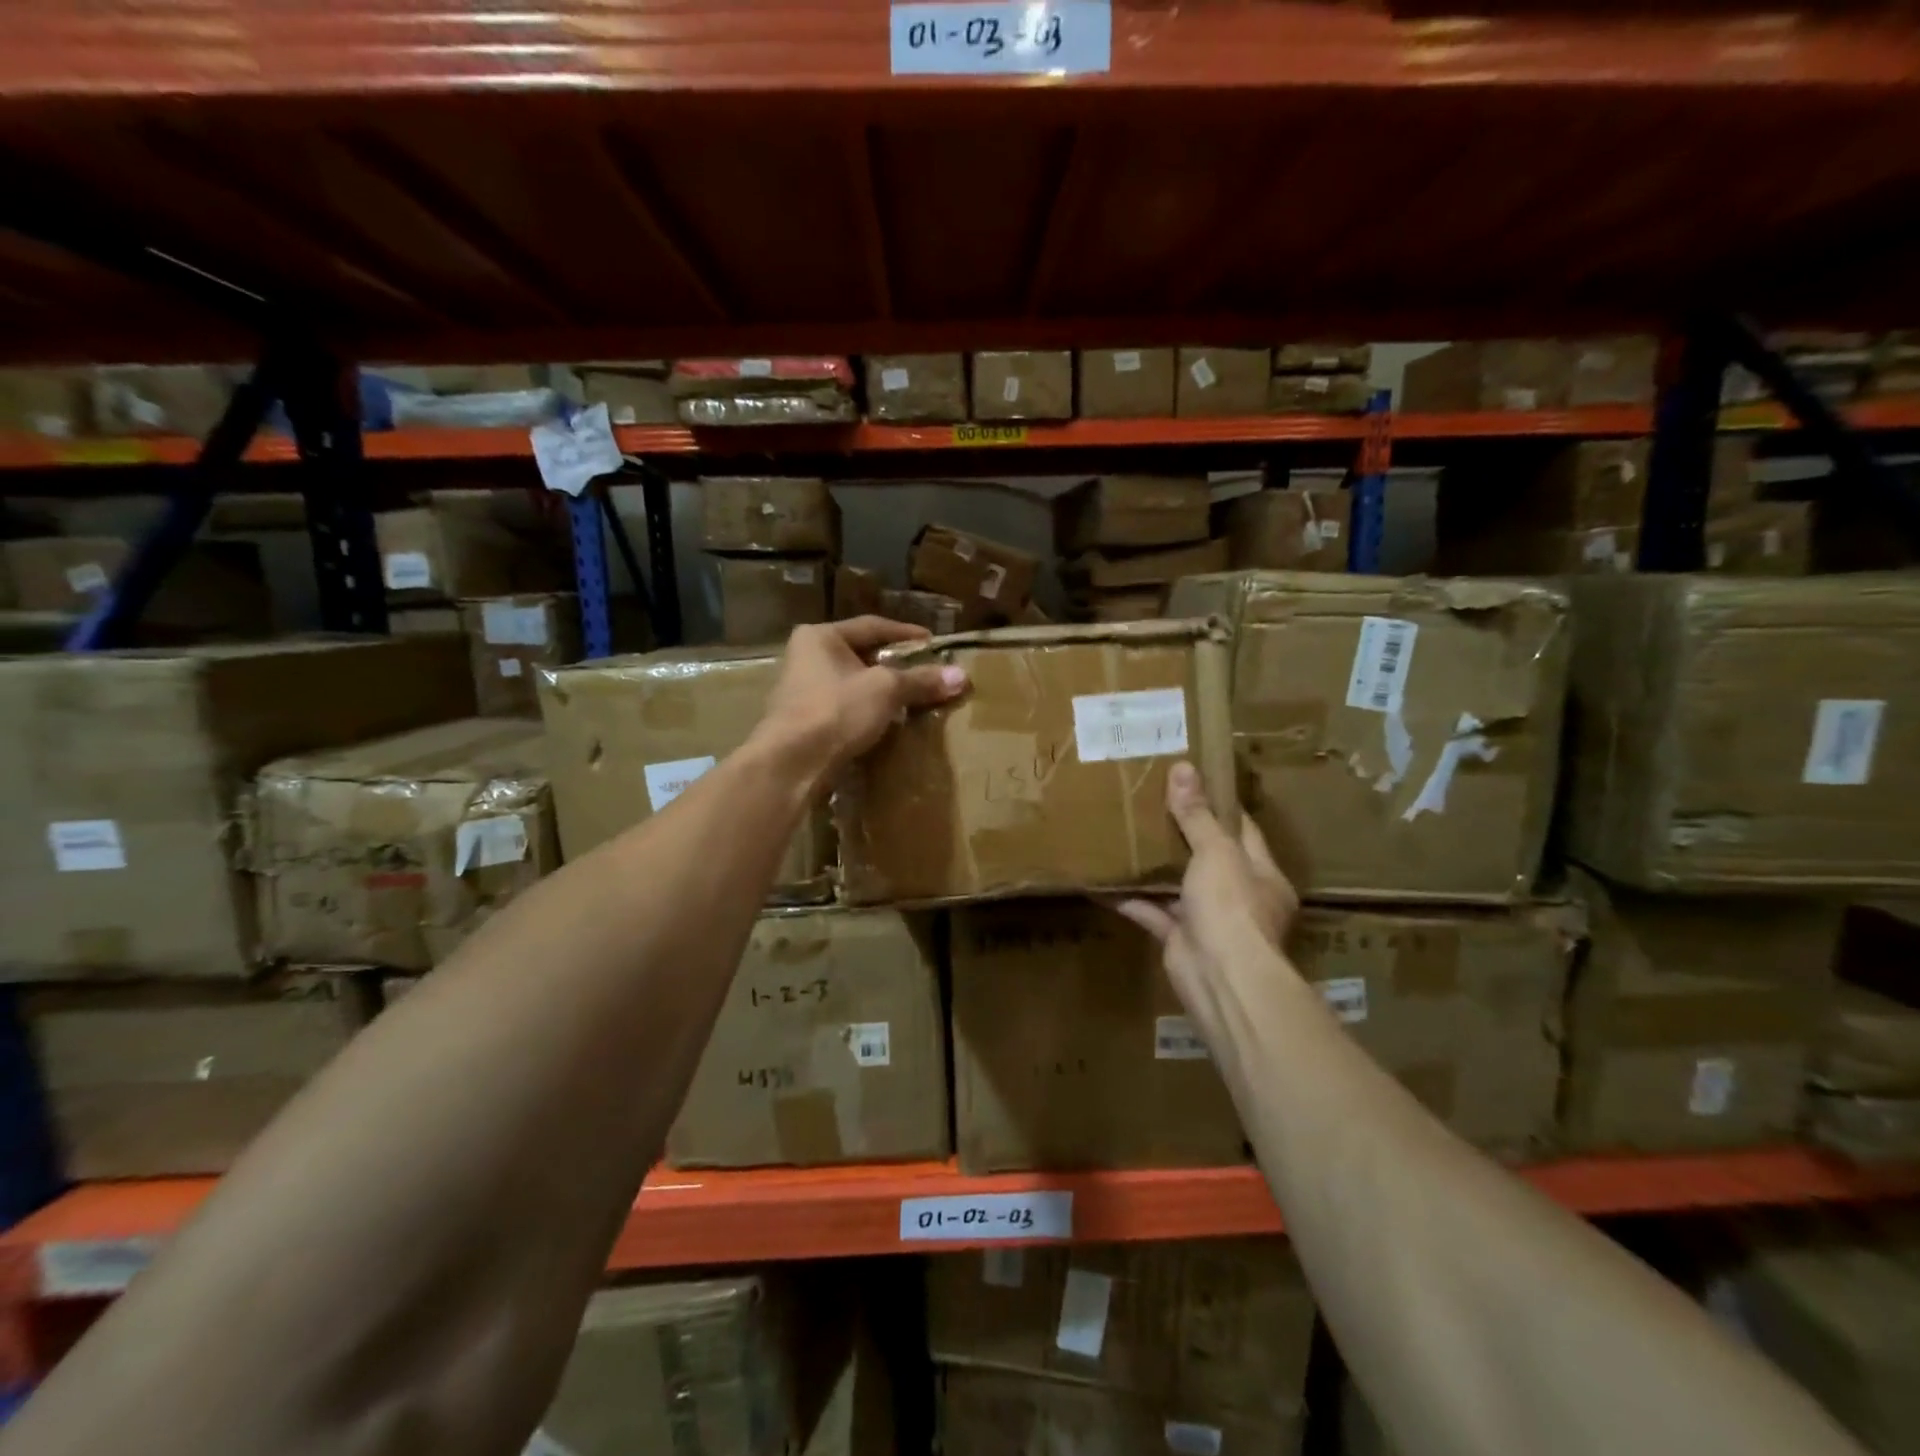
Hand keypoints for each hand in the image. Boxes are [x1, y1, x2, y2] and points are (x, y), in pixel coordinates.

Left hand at [756, 616, 967, 786]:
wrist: (792, 763)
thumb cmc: (837, 710)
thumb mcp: (886, 690)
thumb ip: (921, 681)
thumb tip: (962, 676)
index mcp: (820, 637)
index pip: (872, 626)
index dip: (906, 634)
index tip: (933, 643)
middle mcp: (806, 657)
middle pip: (861, 655)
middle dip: (895, 665)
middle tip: (926, 672)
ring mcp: (801, 691)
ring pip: (853, 684)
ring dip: (881, 692)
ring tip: (912, 699)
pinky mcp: (804, 722)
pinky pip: (845, 709)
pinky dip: (867, 712)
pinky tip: (887, 723)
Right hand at [1113, 762, 1298, 1029]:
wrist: (1221, 978)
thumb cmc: (1231, 906)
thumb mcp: (1216, 852)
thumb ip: (1197, 815)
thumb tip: (1183, 768)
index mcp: (1261, 873)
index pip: (1242, 830)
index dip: (1217, 805)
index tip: (1190, 781)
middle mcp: (1238, 895)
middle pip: (1207, 856)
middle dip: (1179, 833)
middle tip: (1149, 802)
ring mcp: (1208, 919)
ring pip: (1177, 885)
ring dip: (1153, 866)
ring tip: (1124, 833)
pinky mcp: (1178, 938)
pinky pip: (1151, 912)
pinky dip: (1129, 898)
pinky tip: (1102, 880)